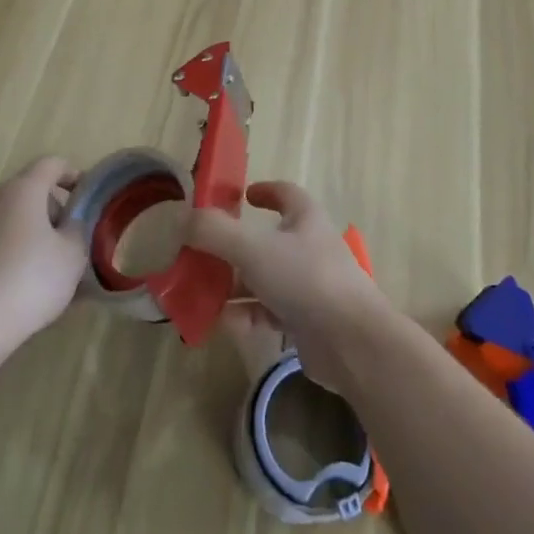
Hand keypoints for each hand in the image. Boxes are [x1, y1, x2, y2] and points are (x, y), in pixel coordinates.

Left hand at [0, 156, 87, 351]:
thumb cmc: (32, 279)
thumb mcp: (73, 254)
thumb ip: (78, 229)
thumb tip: (69, 224)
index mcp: (23, 189)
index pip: (52, 164)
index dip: (73, 174)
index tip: (86, 198)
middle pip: (29, 191)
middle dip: (53, 210)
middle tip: (70, 240)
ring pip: (10, 217)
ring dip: (31, 232)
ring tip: (47, 267)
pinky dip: (11, 251)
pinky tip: (20, 284)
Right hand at [187, 181, 390, 388]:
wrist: (351, 342)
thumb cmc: (305, 279)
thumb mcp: (253, 248)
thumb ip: (214, 232)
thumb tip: (182, 218)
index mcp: (305, 219)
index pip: (286, 194)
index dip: (265, 190)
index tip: (242, 196)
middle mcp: (309, 248)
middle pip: (267, 240)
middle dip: (234, 247)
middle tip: (204, 253)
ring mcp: (310, 286)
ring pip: (265, 278)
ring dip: (236, 285)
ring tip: (204, 291)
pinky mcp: (307, 322)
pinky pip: (269, 312)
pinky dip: (247, 315)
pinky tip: (225, 323)